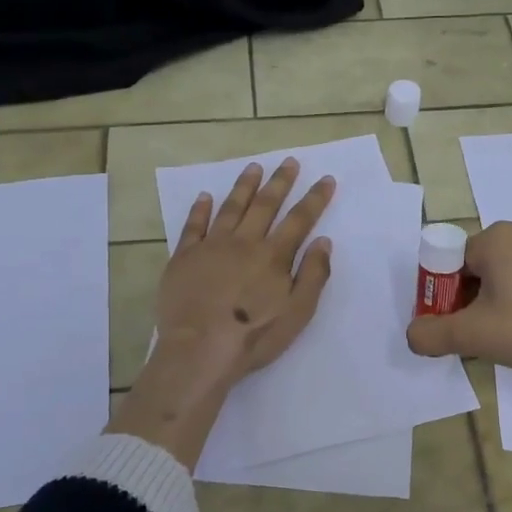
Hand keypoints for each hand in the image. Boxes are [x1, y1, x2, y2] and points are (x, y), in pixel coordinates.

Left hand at [151, 157, 334, 391]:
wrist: (199, 349)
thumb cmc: (254, 336)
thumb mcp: (298, 312)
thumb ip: (313, 275)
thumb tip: (323, 241)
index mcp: (274, 256)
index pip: (300, 219)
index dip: (315, 198)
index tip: (326, 179)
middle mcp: (244, 242)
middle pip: (265, 205)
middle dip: (280, 182)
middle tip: (289, 161)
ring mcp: (211, 246)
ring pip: (231, 207)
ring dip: (244, 186)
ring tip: (253, 167)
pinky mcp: (184, 257)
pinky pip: (193, 226)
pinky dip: (200, 209)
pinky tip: (205, 196)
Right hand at [405, 220, 511, 377]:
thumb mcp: (473, 335)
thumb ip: (432, 335)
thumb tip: (413, 336)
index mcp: (495, 239)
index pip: (448, 263)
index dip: (442, 297)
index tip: (453, 326)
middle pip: (474, 271)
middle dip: (467, 303)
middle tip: (477, 337)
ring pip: (502, 280)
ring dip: (493, 307)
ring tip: (506, 339)